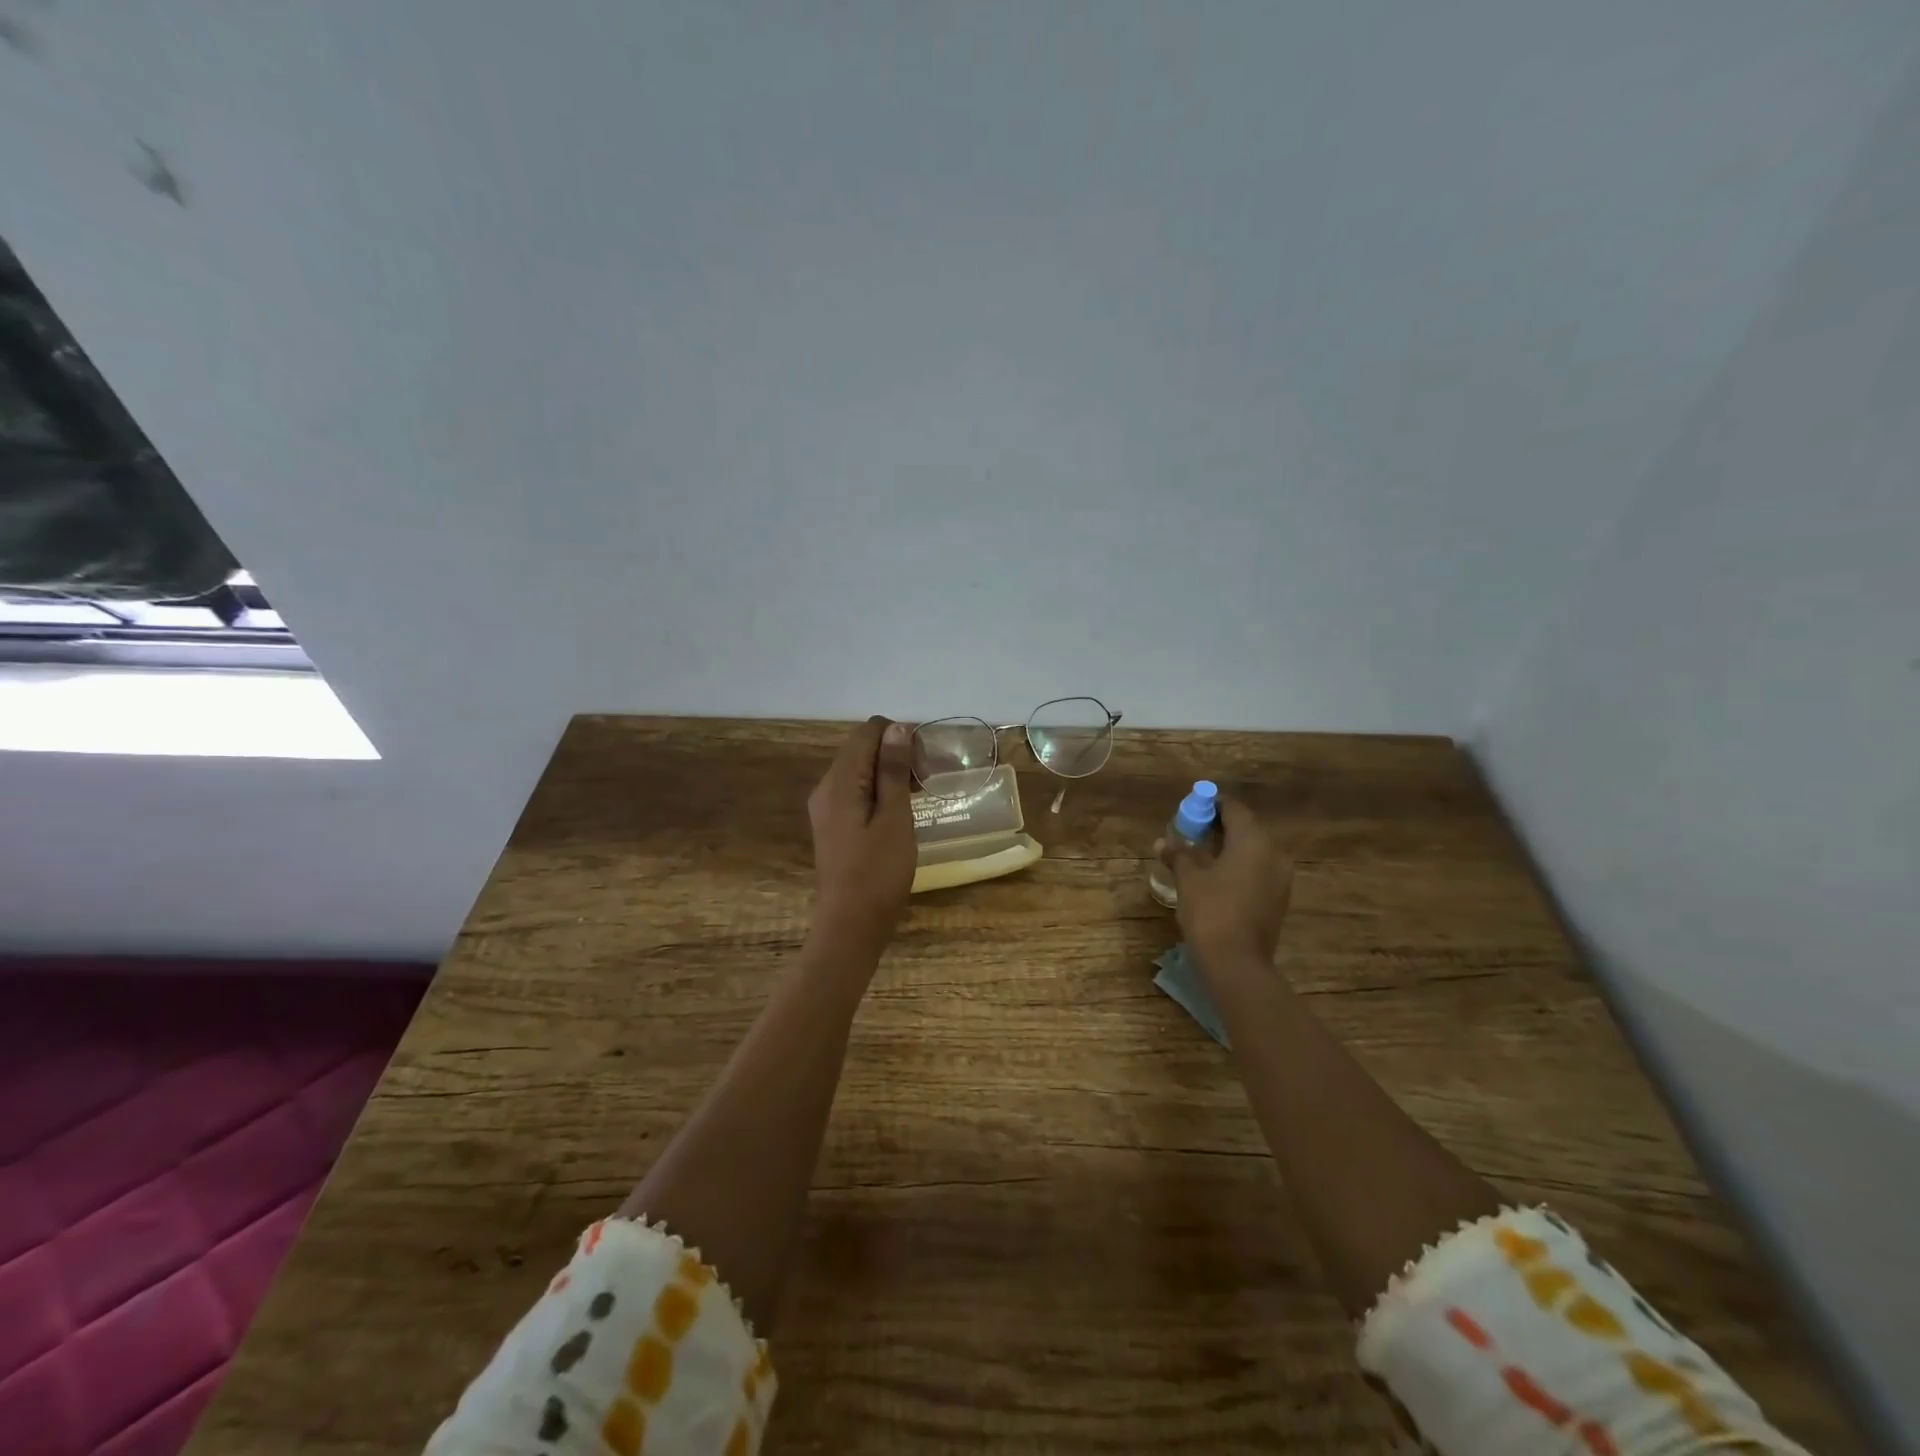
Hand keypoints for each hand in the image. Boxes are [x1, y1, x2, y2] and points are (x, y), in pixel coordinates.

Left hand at [806, 716, 916, 960]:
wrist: (851, 926)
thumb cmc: (878, 872)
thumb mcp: (894, 818)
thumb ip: (893, 770)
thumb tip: (896, 728)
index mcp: (839, 781)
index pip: (866, 732)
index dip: (898, 735)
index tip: (925, 757)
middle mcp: (826, 788)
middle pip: (861, 749)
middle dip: (895, 753)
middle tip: (927, 777)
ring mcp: (827, 808)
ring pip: (859, 771)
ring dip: (890, 773)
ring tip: (920, 793)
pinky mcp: (834, 826)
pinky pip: (856, 793)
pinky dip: (880, 792)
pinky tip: (901, 811)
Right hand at [1160, 795, 1294, 969]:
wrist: (1237, 963)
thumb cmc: (1211, 911)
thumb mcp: (1188, 879)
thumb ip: (1179, 854)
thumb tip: (1164, 842)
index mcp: (1253, 841)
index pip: (1234, 809)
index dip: (1211, 805)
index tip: (1191, 809)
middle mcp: (1273, 854)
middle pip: (1246, 829)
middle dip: (1218, 827)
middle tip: (1191, 832)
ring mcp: (1280, 878)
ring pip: (1253, 851)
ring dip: (1228, 848)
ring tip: (1200, 856)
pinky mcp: (1278, 899)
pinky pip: (1257, 871)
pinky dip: (1238, 867)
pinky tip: (1215, 878)